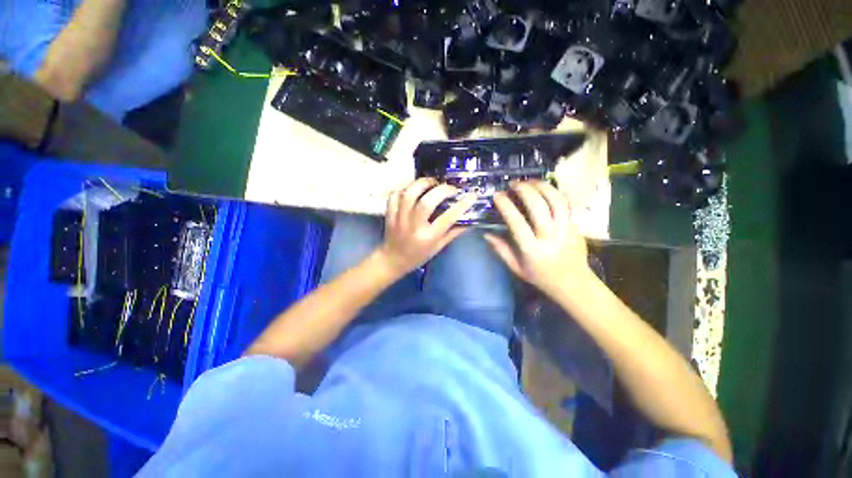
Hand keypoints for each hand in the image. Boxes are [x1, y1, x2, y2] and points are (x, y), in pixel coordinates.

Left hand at [378, 178, 475, 276]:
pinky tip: (414, 188)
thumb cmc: (418, 256)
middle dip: (441, 190)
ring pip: (409, 195)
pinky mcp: (389, 214)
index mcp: (428, 238)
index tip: (471, 196)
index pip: (447, 218)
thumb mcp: (438, 247)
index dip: (461, 205)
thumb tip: (469, 220)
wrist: (393, 260)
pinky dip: (405, 187)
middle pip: (426, 202)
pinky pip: (395, 195)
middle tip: (450, 188)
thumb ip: (453, 233)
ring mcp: (399, 219)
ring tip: (432, 182)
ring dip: (422, 183)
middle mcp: (413, 227)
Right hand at [484, 181, 591, 297]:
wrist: (574, 284)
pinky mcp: (578, 226)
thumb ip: (501, 250)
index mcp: (533, 250)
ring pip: (556, 202)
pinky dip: (557, 192)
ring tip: (529, 181)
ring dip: (542, 187)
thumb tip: (486, 234)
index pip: (517, 224)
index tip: (498, 195)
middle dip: (525, 191)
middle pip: (539, 208)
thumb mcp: (516, 268)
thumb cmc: (541, 277)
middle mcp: (551, 238)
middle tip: (514, 184)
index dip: (506, 206)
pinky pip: (569, 204)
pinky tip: (547, 188)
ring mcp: (567, 230)